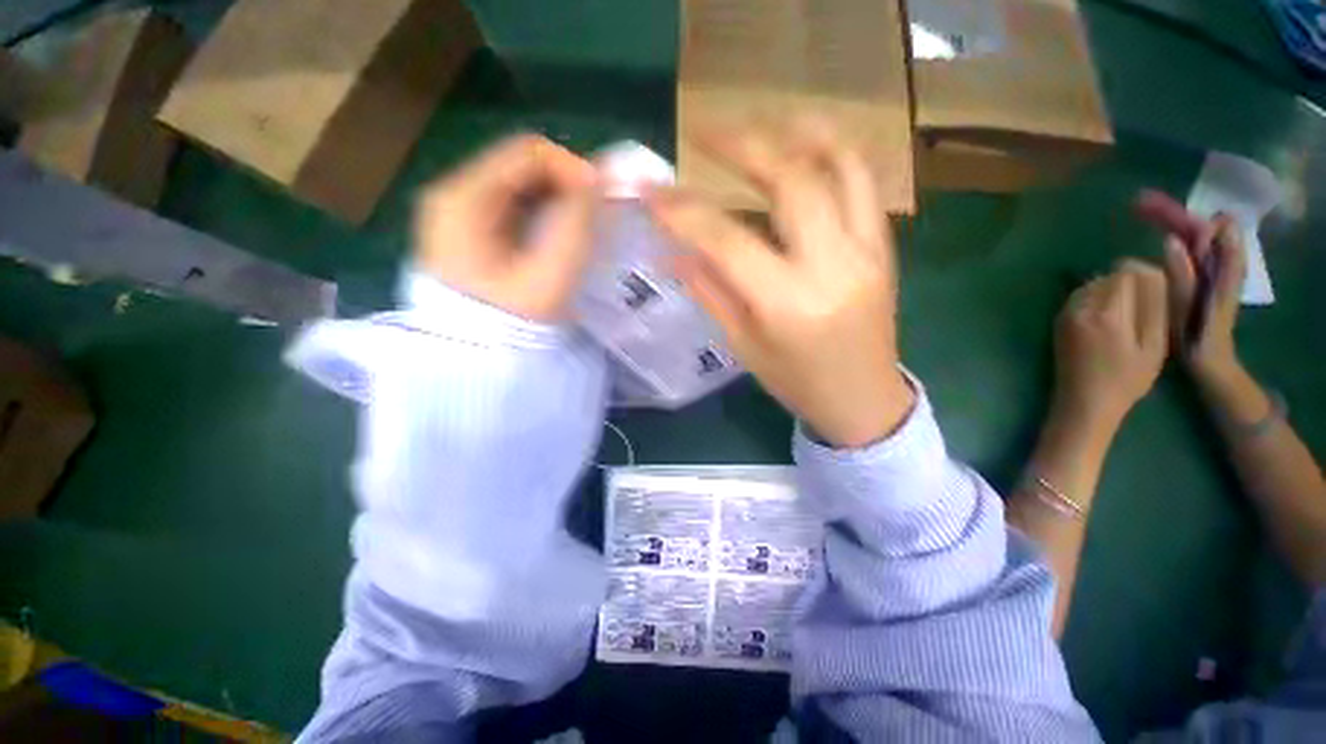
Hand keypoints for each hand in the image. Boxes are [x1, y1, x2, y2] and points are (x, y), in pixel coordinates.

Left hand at [413, 134, 597, 322]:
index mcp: (464, 198)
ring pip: (518, 187)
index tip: (604, 198)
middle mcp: (453, 195)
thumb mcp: (549, 276)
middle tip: (596, 215)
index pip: (527, 152)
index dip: (573, 167)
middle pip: (521, 166)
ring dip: (556, 201)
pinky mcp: (468, 233)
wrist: (473, 361)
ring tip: (582, 227)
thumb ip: (576, 225)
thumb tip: (600, 182)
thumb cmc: (510, 322)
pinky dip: (542, 215)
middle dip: (566, 185)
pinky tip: (558, 237)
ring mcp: (457, 214)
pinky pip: (512, 208)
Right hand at [646, 118, 912, 448]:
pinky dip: (835, 151)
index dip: (684, 212)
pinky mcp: (883, 247)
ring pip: (838, 167)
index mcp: (786, 304)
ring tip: (759, 119)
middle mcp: (831, 267)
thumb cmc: (796, 382)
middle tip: (704, 131)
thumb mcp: (743, 345)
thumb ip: (710, 291)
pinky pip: (864, 183)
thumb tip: (674, 250)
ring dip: (794, 133)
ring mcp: (866, 250)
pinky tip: (807, 140)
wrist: (863, 399)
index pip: (726, 241)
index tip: (652, 192)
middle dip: (741, 146)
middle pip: (789, 183)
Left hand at [1053, 260, 1167, 433]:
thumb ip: (1153, 306)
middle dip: (1128, 283)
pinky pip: (1080, 297)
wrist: (1083, 402)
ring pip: (1093, 284)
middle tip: (1143, 306)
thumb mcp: (1153, 345)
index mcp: (1106, 313)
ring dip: (1111, 291)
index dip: (1145, 276)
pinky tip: (1108, 320)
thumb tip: (1152, 272)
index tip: (1155, 293)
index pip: (1126, 272)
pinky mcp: (1058, 322)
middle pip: (1108, 276)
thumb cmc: (1125, 379)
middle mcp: (1080, 308)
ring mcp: (1065, 314)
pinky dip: (1096, 300)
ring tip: (1127, 315)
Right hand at [1136, 190, 1245, 383]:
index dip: (1176, 214)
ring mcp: (1213, 267)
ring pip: (1194, 234)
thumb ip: (1184, 273)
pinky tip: (1158, 235)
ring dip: (1172, 222)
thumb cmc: (1198, 335)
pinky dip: (1176, 236)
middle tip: (1139, 204)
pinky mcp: (1203, 276)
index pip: (1202, 226)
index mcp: (1222, 264)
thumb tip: (1172, 240)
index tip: (1147, 205)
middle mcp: (1222, 259)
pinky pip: (1191, 247)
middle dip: (1171, 212)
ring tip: (1145, 213)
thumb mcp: (1189, 306)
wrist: (1210, 359)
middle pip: (1198, 225)